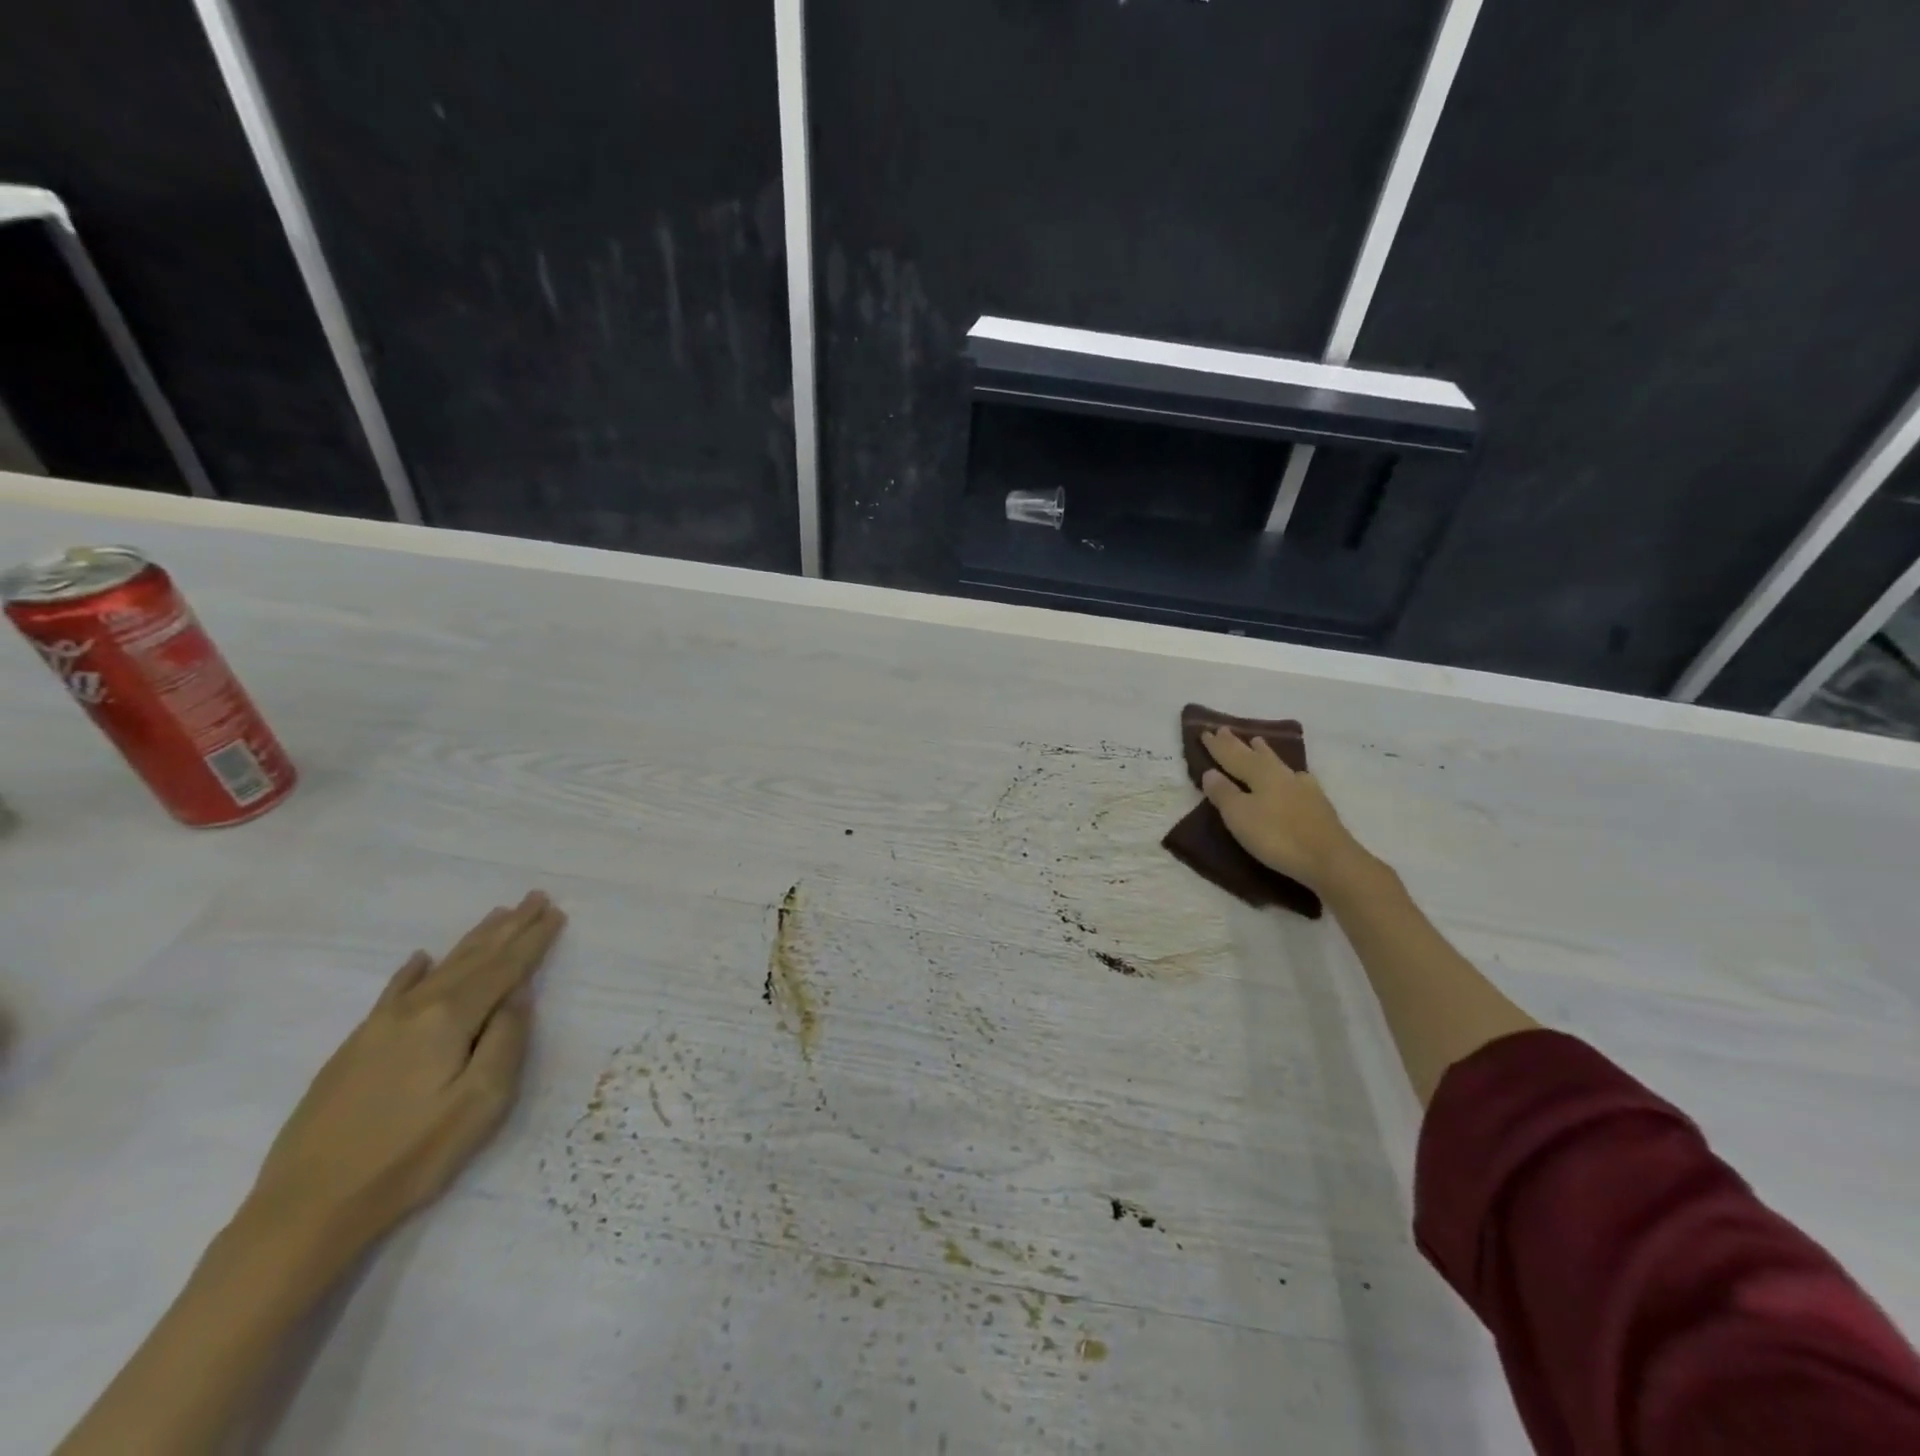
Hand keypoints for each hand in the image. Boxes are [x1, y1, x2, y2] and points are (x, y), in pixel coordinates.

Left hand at [242, 891, 566, 1270]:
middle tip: (535, 897)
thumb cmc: (409, 1157)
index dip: (532, 941)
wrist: (305, 1209)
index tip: (555, 913)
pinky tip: (421, 960)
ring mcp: (379, 1026)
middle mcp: (415, 1010)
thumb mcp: (480, 1104)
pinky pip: (394, 992)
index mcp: (449, 1019)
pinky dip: (413, 972)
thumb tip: (518, 997)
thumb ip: (506, 1041)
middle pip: (473, 958)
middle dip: (508, 927)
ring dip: (472, 941)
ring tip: (497, 914)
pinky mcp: (355, 1048)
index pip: (503, 969)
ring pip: (439, 969)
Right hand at [1200, 728, 1370, 895]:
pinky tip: (1296, 775)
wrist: (1329, 859)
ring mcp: (1303, 788)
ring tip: (1257, 741)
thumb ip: (1224, 793)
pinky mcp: (1317, 804)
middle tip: (1225, 729)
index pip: (1232, 756)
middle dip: (1238, 744)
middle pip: (1255, 756)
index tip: (1204, 731)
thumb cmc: (1277, 836)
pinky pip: (1297, 778)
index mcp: (1260, 775)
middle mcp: (1281, 775)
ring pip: (1278, 763)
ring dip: (1265, 752)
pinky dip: (1289, 773)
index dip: (1217, 746)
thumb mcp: (1239, 816)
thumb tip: (1209, 772)